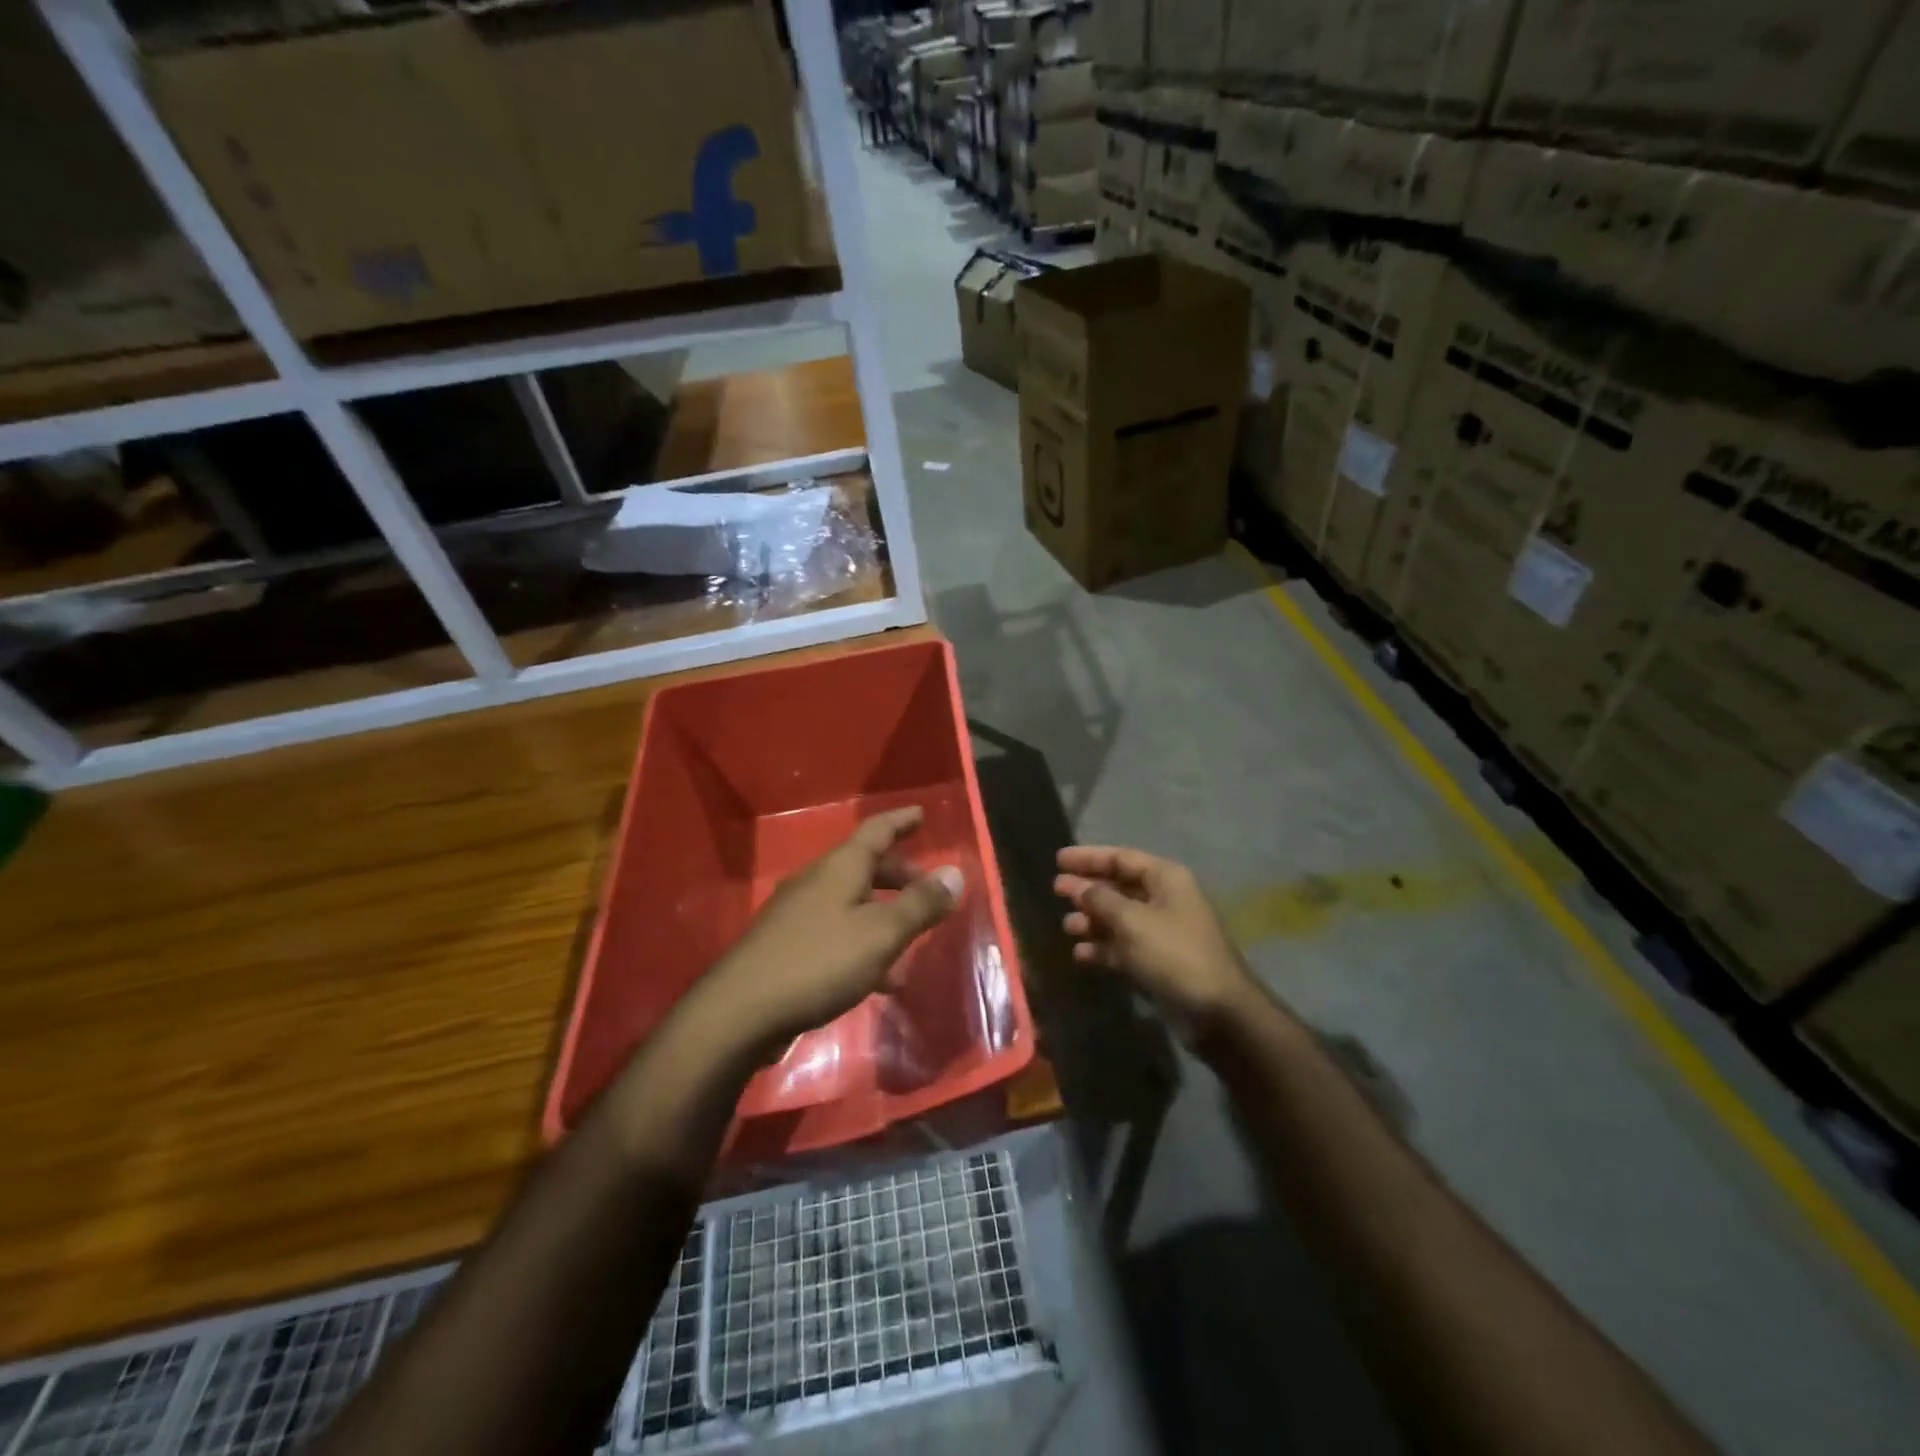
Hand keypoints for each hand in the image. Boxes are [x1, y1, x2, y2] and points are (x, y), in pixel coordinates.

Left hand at [699, 807, 963, 1051]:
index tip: (921, 814)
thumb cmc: (819, 962)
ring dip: (884, 915)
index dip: (901, 821)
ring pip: (852, 902)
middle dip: (900, 876)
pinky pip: (836, 933)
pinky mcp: (787, 946)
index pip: (876, 831)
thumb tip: (955, 873)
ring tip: (911, 942)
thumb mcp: (881, 934)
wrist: (740, 1012)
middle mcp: (817, 881)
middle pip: (865, 867)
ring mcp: (797, 913)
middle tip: (928, 892)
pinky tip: (879, 980)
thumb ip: (920, 905)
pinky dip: (863, 944)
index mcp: (840, 868)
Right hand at [1054, 845, 1253, 1030]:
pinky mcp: (1159, 961)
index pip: (1121, 857)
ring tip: (1066, 926)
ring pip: (1120, 917)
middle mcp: (1165, 899)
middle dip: (1087, 889)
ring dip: (1093, 920)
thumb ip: (1101, 899)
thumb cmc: (1174, 953)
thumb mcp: (1132, 921)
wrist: (1217, 1010)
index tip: (1058, 860)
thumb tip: (1078, 886)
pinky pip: (1125, 946)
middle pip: (1119, 886)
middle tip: (1055, 890)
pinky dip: (1104, 948)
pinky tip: (1081, 954)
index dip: (1089, 857)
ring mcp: (1163, 931)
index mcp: (1166, 879)